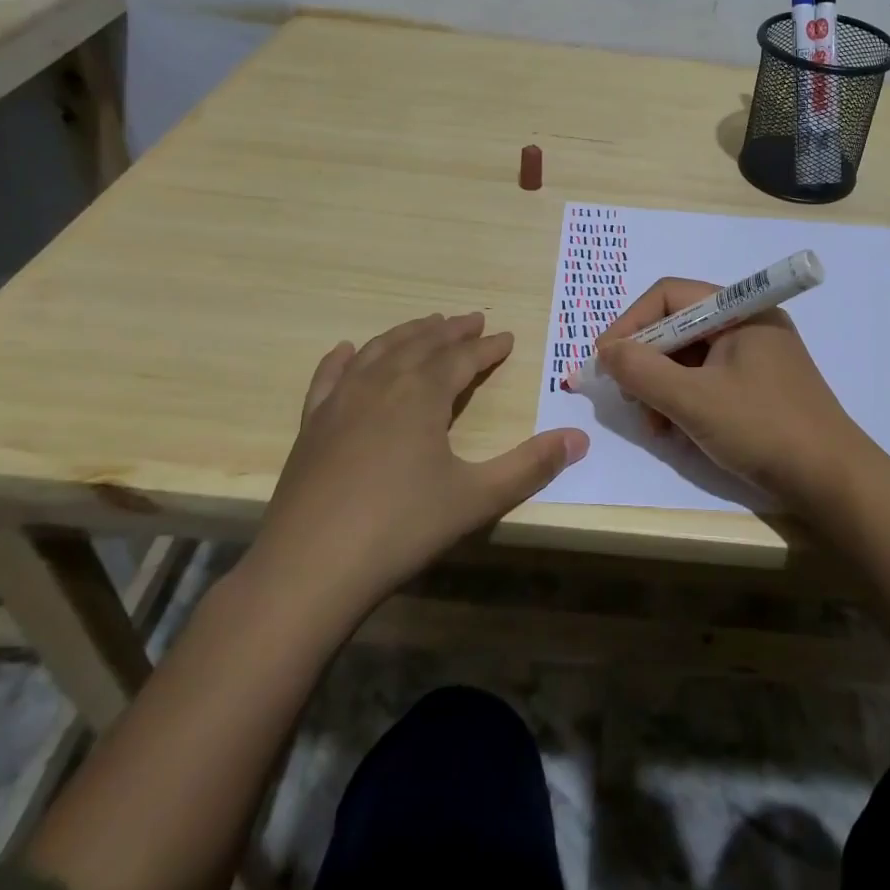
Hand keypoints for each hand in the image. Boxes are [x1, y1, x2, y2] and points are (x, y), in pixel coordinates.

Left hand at [243, 312, 586, 643]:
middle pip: (421, 344)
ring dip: (407, 334)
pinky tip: (347, 349)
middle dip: (451, 331)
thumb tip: (581, 439)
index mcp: (422, 395)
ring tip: (426, 325)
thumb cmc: (400, 529)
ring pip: (378, 351)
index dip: (488, 347)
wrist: (307, 570)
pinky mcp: (311, 426)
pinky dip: (342, 358)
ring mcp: (340, 402)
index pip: (463, 358)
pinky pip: (328, 377)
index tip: (508, 337)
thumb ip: (530, 466)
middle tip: (473, 319)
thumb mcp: (476, 499)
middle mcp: (381, 385)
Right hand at [595, 278, 872, 510]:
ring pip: (691, 358)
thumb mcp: (693, 401)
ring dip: (663, 387)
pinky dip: (686, 401)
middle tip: (628, 398)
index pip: (670, 296)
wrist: (833, 482)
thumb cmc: (763, 429)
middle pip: (679, 326)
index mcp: (741, 310)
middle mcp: (749, 324)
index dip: (631, 323)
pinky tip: (677, 432)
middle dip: (647, 362)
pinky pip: (709, 380)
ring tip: (654, 425)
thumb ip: (642, 371)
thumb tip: (605, 350)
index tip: (604, 360)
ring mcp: (756, 356)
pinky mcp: (759, 387)